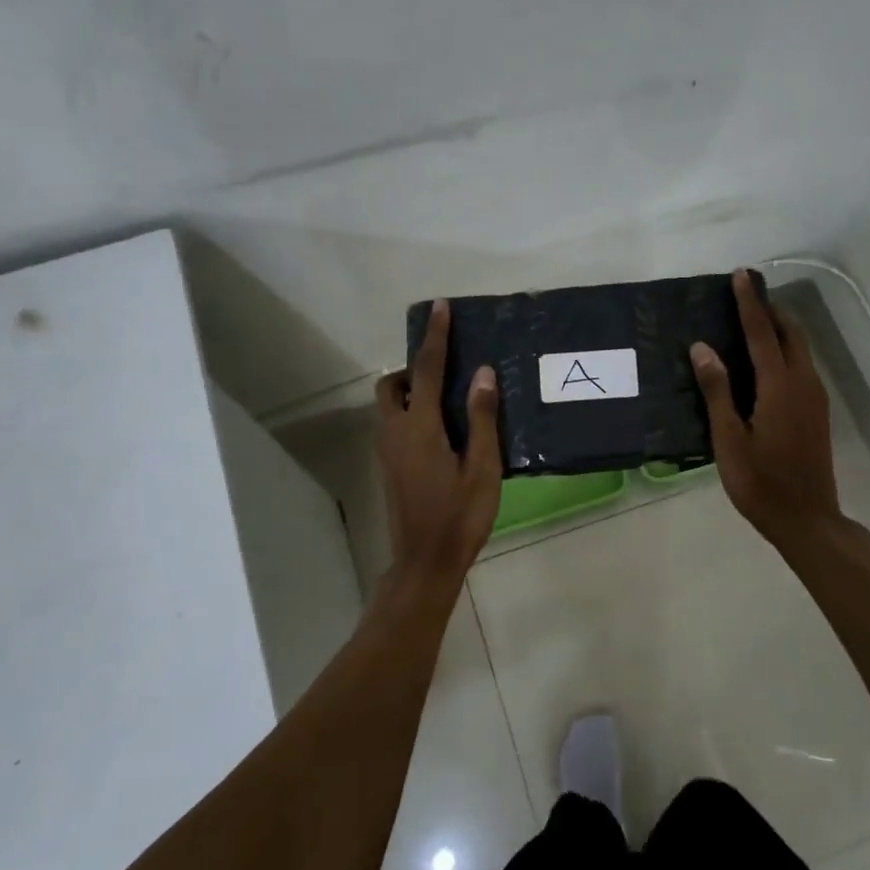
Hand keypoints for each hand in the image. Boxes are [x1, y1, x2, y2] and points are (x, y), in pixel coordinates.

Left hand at [375, 300, 501, 585]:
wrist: (426, 561)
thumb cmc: (461, 515)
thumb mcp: (482, 468)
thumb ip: (481, 418)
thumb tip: (482, 373)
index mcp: (420, 427)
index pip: (425, 369)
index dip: (435, 337)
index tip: (440, 308)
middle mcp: (395, 432)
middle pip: (392, 385)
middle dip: (413, 367)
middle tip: (445, 371)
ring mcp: (387, 452)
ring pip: (389, 405)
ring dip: (410, 390)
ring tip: (447, 398)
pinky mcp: (389, 467)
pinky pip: (394, 424)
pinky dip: (410, 411)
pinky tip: (441, 430)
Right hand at [691, 269, 841, 546]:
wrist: (807, 519)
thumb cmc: (760, 483)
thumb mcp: (728, 440)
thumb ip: (717, 391)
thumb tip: (703, 348)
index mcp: (780, 388)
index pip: (762, 333)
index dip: (750, 303)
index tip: (741, 275)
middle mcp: (803, 384)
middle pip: (791, 333)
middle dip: (769, 309)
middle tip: (745, 293)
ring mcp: (815, 398)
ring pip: (801, 348)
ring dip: (779, 328)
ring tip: (751, 320)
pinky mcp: (817, 411)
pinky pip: (802, 365)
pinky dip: (785, 349)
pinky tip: (765, 360)